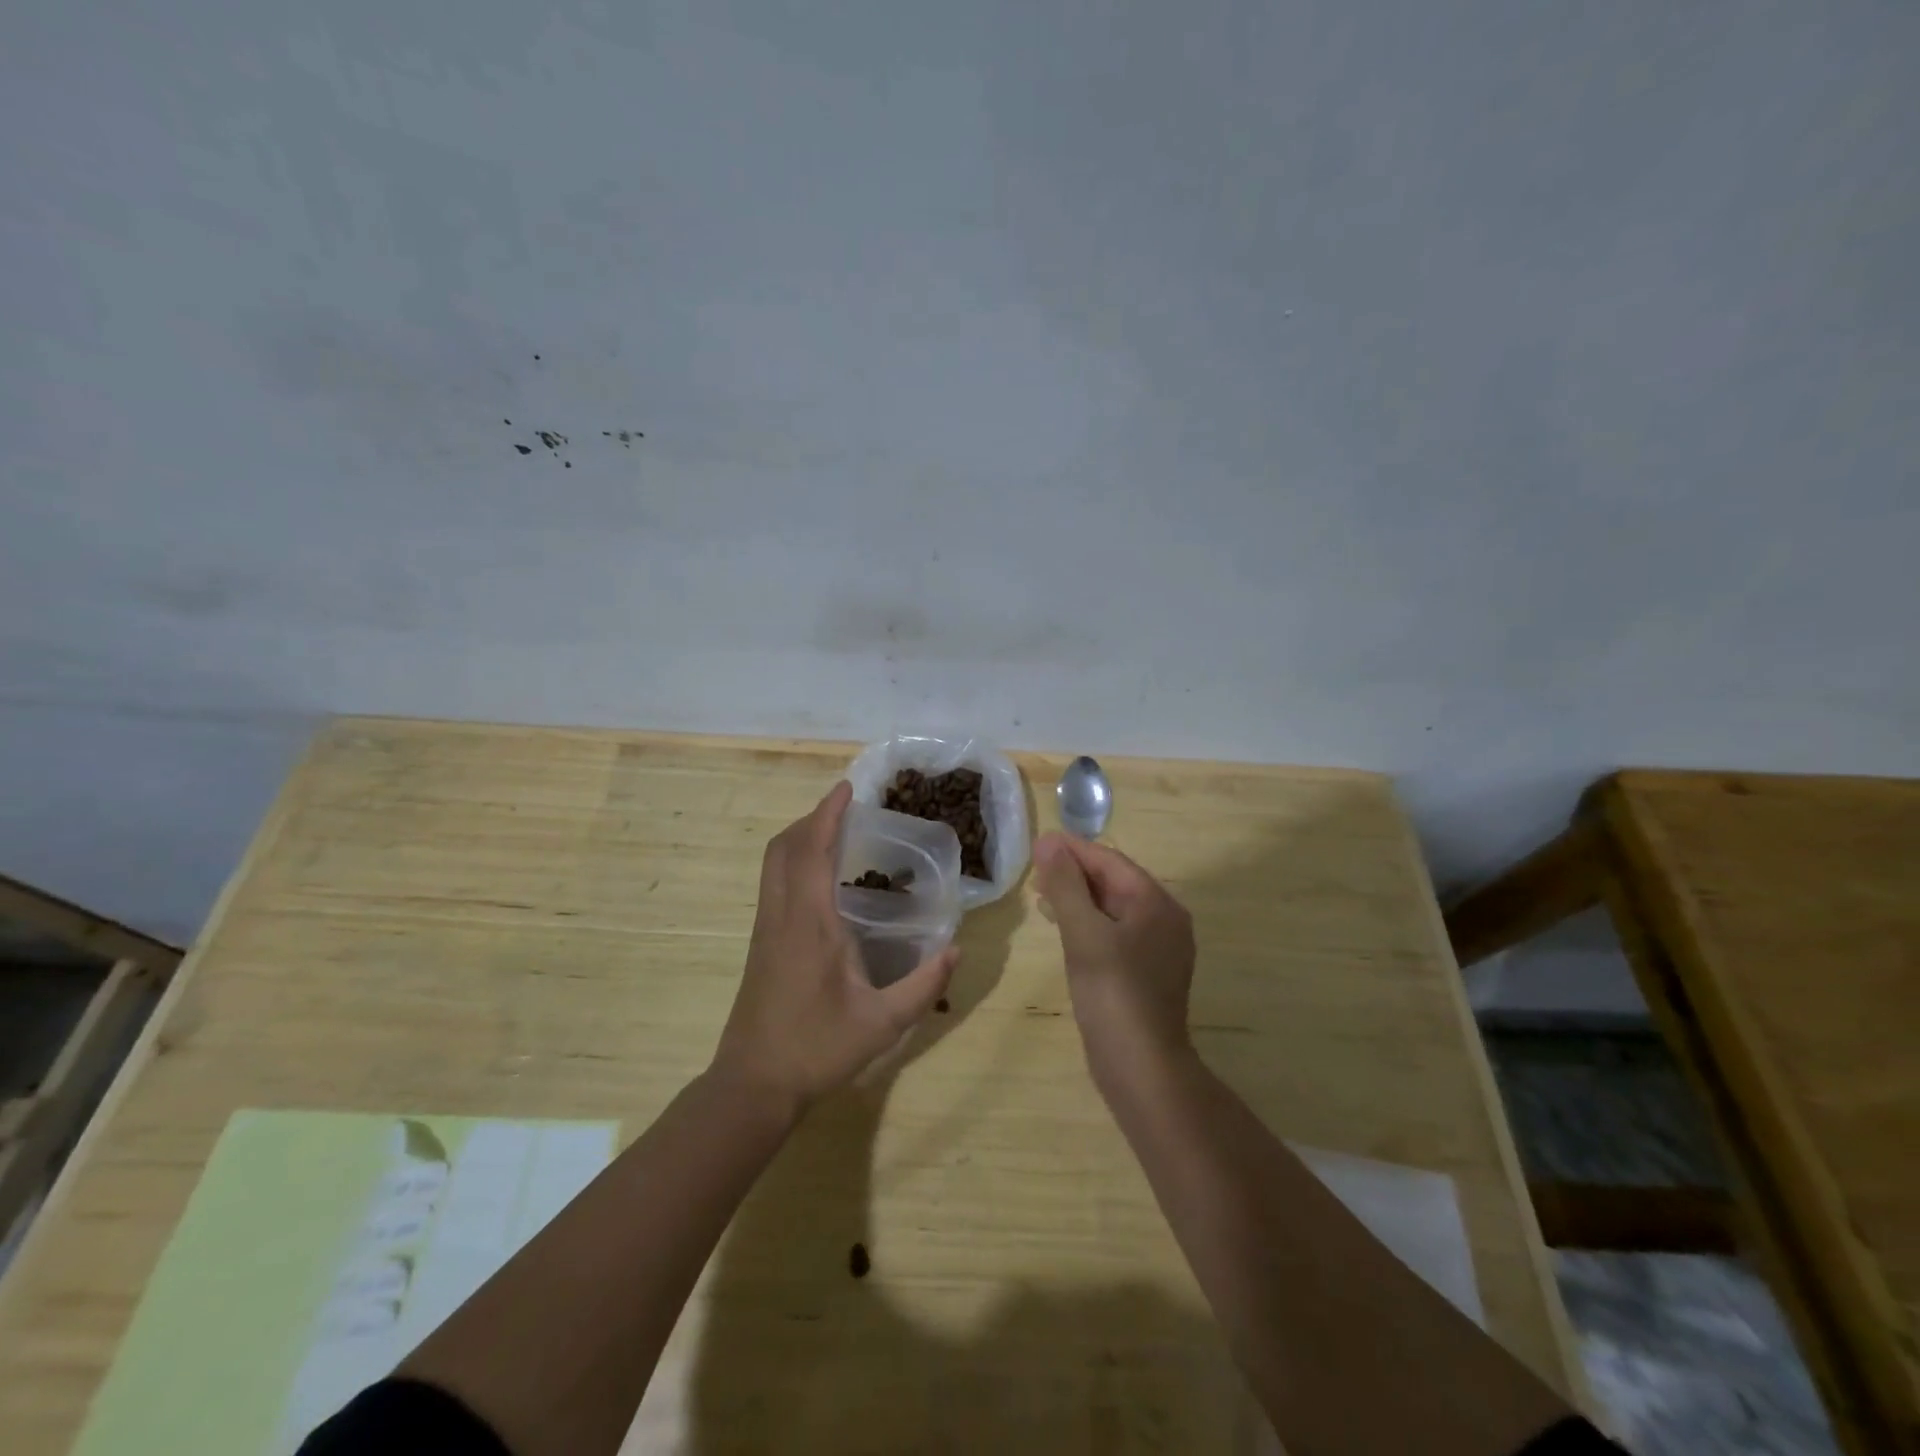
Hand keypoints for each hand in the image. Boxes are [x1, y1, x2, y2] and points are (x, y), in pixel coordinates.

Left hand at [713, 781, 958, 1115]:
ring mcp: (766, 929)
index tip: (847, 789)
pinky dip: (794, 862)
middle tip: (844, 810)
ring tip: (834, 834)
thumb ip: (923, 986)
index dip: (827, 814)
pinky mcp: (761, 944)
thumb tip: (956, 950)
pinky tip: (821, 881)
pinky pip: (774, 883)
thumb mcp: (882, 1023)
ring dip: (799, 839)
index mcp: (809, 923)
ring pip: (773, 864)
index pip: (811, 851)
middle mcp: (782, 916)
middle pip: (783, 847)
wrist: (753, 1084)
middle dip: (811, 819)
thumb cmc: (817, 1049)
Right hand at [1034, 832, 1195, 1088]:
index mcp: (1156, 904)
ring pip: (1112, 908)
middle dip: (1074, 874)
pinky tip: (1063, 929)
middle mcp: (1164, 920)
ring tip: (1041, 896)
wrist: (1141, 1069)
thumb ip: (1065, 885)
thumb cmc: (1113, 994)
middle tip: (1034, 872)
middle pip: (1114, 882)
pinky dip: (1087, 923)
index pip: (1110, 861)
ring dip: (1078, 898)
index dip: (1073, 850)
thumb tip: (1049, 841)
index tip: (1037, 844)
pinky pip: (1114, 933)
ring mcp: (1157, 949)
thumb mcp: (1084, 934)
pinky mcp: (1146, 973)